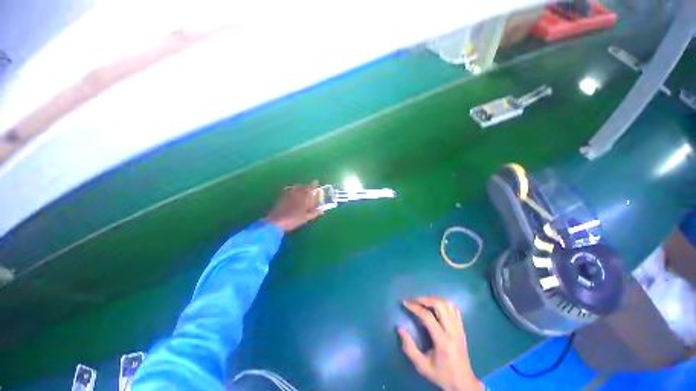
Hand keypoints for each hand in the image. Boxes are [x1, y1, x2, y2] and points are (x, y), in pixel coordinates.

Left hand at [266, 182, 322, 231]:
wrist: (275, 222)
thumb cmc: (293, 220)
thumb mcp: (306, 218)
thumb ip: (314, 213)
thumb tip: (321, 210)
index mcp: (302, 197)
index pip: (310, 188)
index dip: (313, 185)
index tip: (316, 183)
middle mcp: (295, 193)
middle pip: (302, 187)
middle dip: (306, 186)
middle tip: (310, 189)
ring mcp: (287, 195)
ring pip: (295, 188)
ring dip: (299, 188)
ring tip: (302, 191)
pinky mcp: (281, 198)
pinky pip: (288, 191)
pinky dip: (293, 191)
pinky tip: (293, 196)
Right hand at [398, 297, 483, 390]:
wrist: (464, 383)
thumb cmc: (441, 375)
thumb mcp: (422, 366)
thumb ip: (409, 348)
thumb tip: (399, 328)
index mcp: (443, 341)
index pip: (428, 316)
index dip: (415, 307)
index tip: (405, 302)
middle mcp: (452, 331)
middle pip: (439, 305)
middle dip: (424, 299)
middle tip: (414, 301)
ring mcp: (459, 328)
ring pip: (447, 304)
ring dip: (433, 300)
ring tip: (423, 303)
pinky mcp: (462, 328)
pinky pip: (453, 309)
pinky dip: (443, 304)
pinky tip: (435, 307)